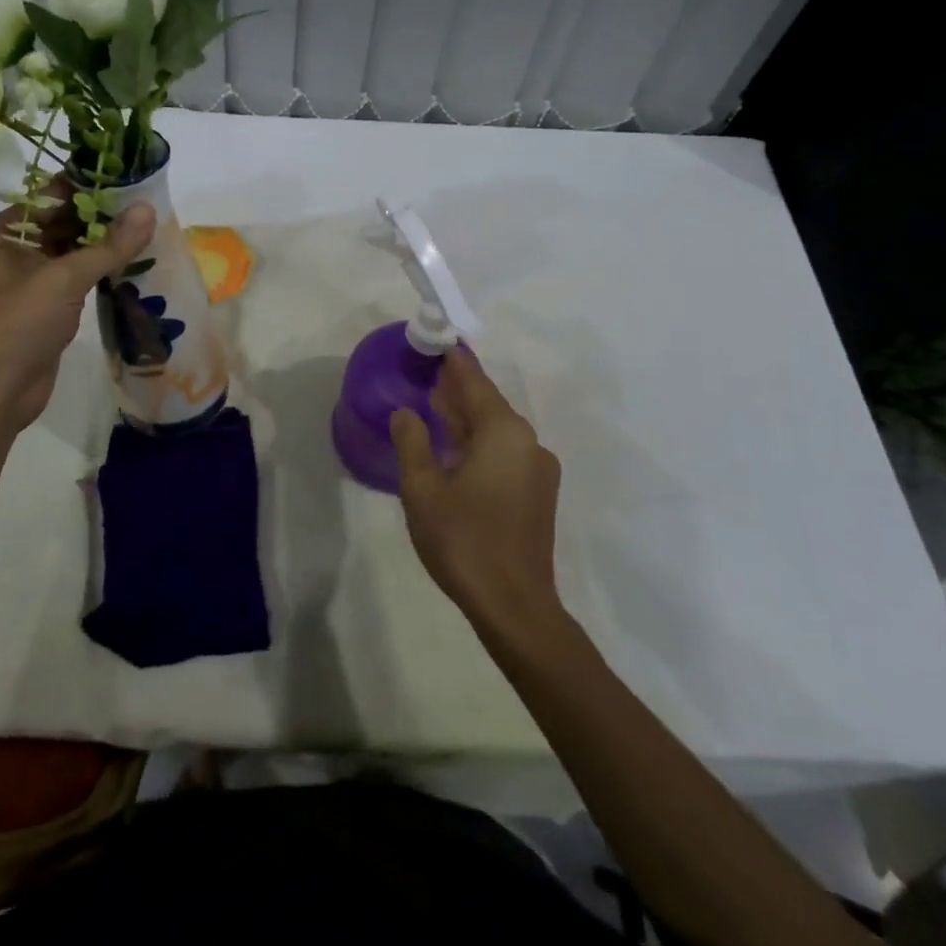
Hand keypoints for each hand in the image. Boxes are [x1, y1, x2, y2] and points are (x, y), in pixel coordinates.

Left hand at [0, 194, 155, 432]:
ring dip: (107, 245)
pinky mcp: (48, 309)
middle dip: (103, 217)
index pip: (51, 197)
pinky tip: (135, 264)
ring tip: (150, 230)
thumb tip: (149, 209)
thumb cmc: (18, 323)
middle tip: (149, 206)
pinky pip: (79, 280)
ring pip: (75, 253)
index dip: (89, 186)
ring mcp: (32, 282)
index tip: (131, 179)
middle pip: (65, 223)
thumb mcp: (64, 278)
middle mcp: (16, 251)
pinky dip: (103, 272)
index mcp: (6, 233)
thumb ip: (109, 245)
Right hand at [391, 347, 563, 631]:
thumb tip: (407, 412)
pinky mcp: (538, 494)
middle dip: (458, 390)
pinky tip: (457, 450)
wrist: (514, 604)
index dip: (455, 362)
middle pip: (488, 405)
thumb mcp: (423, 489)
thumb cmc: (463, 540)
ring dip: (467, 419)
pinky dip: (480, 443)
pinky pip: (505, 453)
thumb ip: (412, 442)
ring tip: (436, 406)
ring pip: (497, 431)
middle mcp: (528, 443)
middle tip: (428, 373)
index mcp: (503, 433)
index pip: (475, 383)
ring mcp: (538, 470)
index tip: (439, 341)